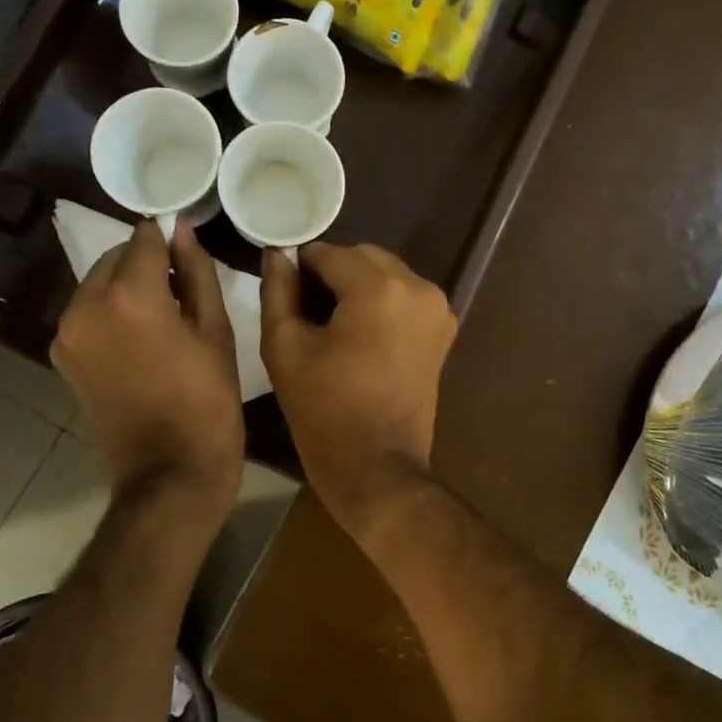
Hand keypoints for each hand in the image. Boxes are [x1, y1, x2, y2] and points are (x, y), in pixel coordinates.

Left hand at [52, 220, 242, 517]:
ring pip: (98, 285)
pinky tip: (143, 340)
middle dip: (147, 263)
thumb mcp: (216, 332)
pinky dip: (112, 313)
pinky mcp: (63, 358)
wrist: (169, 475)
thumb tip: (182, 231)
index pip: (145, 238)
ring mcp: (68, 334)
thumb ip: (197, 272)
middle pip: (116, 258)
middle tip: (184, 291)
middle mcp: (86, 305)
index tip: (191, 252)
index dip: (170, 239)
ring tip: (166, 318)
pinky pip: (88, 314)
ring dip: (128, 287)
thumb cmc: (208, 403)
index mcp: (129, 295)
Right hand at [260, 243, 456, 526]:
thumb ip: (278, 290)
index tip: (286, 298)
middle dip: (333, 275)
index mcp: (379, 288)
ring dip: (358, 288)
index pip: (328, 253)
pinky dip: (382, 304)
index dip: (300, 270)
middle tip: (308, 314)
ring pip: (386, 274)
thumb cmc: (324, 410)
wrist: (377, 467)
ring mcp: (437, 308)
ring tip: (334, 329)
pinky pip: (405, 297)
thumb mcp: (285, 347)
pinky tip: (362, 338)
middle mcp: (418, 287)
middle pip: (362, 258)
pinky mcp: (444, 330)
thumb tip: (277, 254)